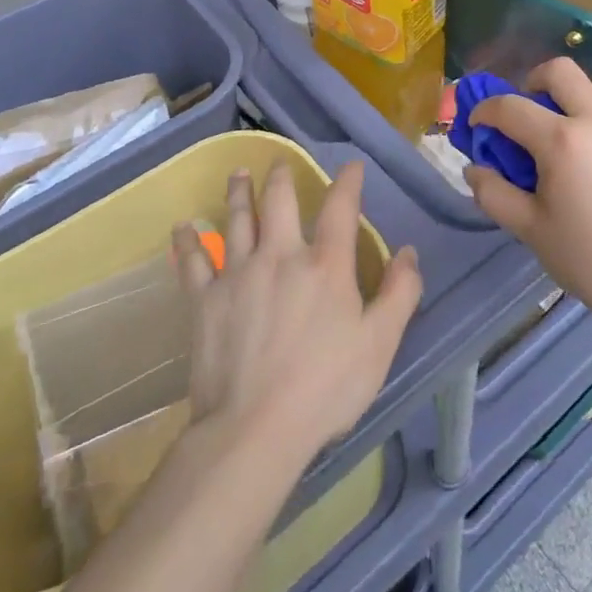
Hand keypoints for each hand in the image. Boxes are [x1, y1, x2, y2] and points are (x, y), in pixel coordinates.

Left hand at [172, 161, 420, 468]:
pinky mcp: (205, 299)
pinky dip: (187, 241)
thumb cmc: (325, 388)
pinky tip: (182, 226)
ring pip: (238, 219)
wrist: (254, 429)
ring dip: (239, 192)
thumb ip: (400, 293)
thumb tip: (409, 252)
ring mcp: (238, 273)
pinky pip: (192, 261)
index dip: (348, 181)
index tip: (351, 166)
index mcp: (326, 264)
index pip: (341, 207)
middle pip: (279, 200)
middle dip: (282, 176)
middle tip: (280, 162)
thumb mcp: (380, 344)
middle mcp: (281, 255)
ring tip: (239, 173)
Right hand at [464, 58, 591, 322]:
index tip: (478, 125)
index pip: (511, 107)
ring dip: (579, 93)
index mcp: (561, 141)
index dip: (486, 111)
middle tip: (527, 110)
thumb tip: (474, 169)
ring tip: (572, 123)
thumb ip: (494, 193)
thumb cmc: (587, 257)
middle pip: (561, 71)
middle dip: (533, 82)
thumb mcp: (529, 229)